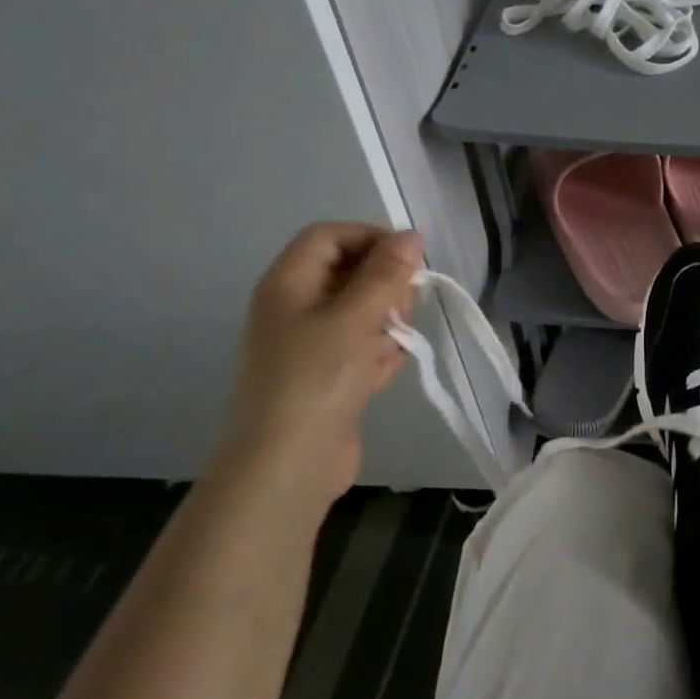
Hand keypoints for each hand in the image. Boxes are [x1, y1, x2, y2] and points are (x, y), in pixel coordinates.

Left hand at [214, 223, 422, 504]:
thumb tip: (410, 236)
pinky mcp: (327, 375)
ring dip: (387, 323)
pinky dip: (379, 354)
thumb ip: (386, 273)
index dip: (371, 237)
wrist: (289, 463)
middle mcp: (295, 307)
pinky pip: (361, 347)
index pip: (330, 236)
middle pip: (350, 272)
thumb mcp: (356, 317)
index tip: (409, 259)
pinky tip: (383, 374)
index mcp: (289, 283)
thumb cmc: (318, 378)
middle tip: (403, 310)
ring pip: (362, 311)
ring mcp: (311, 343)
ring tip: (393, 347)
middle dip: (386, 286)